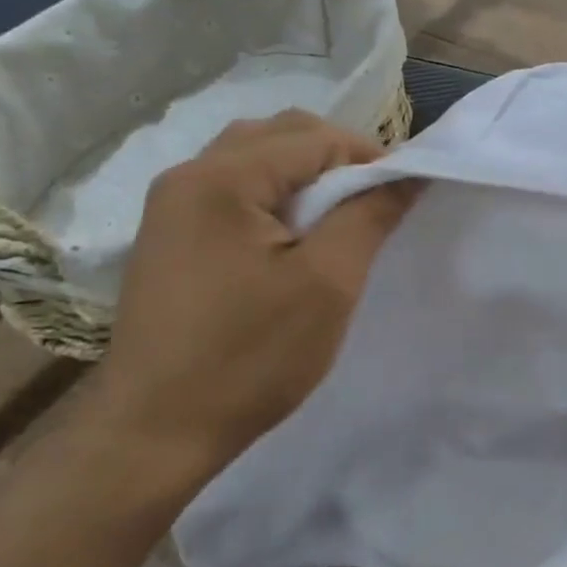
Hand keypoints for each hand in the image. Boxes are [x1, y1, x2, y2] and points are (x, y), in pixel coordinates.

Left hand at [85, 112, 419, 507]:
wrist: (157, 430)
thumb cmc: (250, 356)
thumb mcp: (327, 284)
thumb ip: (370, 215)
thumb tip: (409, 172)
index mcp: (221, 178)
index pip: (316, 138)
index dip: (371, 159)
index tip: (404, 198)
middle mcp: (188, 175)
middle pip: (281, 135)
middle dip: (338, 160)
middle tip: (374, 206)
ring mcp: (172, 206)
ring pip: (255, 159)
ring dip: (306, 176)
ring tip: (337, 221)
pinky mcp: (170, 237)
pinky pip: (233, 191)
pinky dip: (275, 197)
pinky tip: (293, 240)